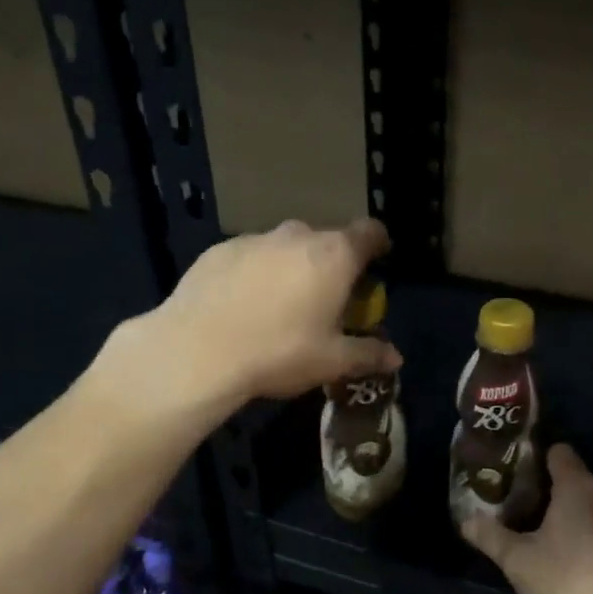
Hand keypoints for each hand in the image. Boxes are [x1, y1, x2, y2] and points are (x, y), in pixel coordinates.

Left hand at [140, 218, 400, 415]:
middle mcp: (297, 235)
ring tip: (281, 306)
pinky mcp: (219, 250)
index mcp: (334, 256)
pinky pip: (251, 256)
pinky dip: (256, 273)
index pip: (369, 232)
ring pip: (285, 247)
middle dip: (332, 264)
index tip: (377, 263)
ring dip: (292, 267)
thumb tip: (396, 357)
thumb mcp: (331, 362)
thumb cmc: (279, 352)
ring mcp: (255, 239)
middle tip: (327, 300)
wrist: (197, 351)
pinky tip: (243, 306)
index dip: (378, 245)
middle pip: (326, 241)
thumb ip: (368, 354)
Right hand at [461, 444, 592, 593]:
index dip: (534, 457)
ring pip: (589, 508)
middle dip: (545, 489)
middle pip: (573, 479)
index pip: (558, 452)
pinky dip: (583, 537)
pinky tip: (563, 562)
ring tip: (534, 534)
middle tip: (513, 505)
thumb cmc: (567, 585)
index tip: (510, 471)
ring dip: (565, 516)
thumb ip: (490, 536)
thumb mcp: (517, 561)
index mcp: (579, 487)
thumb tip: (466, 519)